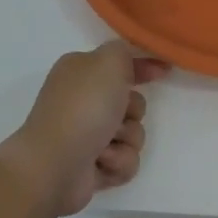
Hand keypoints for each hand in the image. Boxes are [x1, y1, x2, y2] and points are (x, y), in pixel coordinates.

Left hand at [9, 43, 168, 216]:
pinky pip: (125, 160)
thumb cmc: (82, 107)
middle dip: (131, 111)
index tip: (164, 71)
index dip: (143, 67)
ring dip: (125, 140)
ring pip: (133, 133)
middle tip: (117, 115)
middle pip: (132, 102)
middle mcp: (83, 100)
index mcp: (81, 71)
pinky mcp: (92, 166)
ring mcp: (87, 134)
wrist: (54, 165)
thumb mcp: (108, 62)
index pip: (119, 63)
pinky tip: (101, 164)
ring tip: (104, 146)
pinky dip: (117, 162)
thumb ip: (123, 51)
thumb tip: (126, 61)